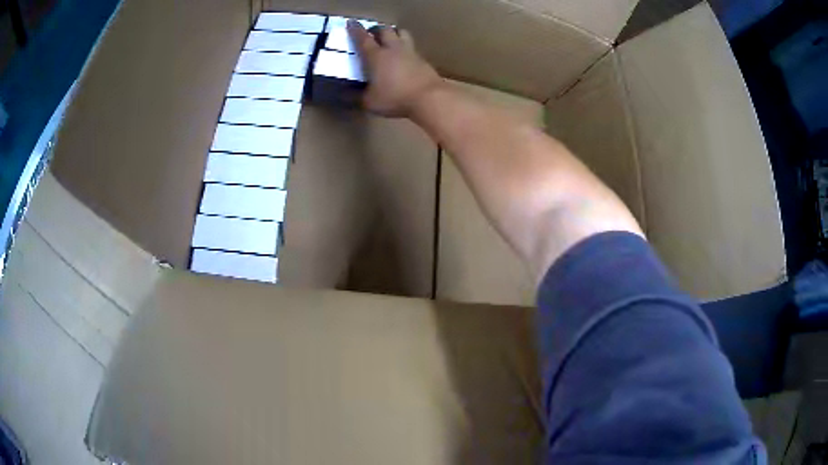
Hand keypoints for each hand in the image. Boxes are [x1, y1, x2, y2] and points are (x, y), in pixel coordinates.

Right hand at [347, 20, 442, 117]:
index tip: (351, 22)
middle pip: (385, 30)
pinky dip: (406, 47)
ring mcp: (410, 52)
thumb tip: (343, 94)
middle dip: (376, 29)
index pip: (363, 38)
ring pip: (402, 33)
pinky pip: (412, 47)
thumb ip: (355, 96)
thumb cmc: (395, 98)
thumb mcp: (369, 102)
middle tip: (371, 32)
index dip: (355, 30)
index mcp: (376, 56)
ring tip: (390, 38)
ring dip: (394, 32)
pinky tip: (405, 56)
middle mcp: (393, 49)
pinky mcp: (423, 60)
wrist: (429, 98)